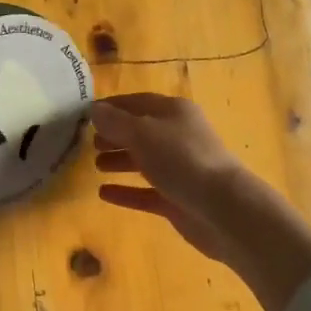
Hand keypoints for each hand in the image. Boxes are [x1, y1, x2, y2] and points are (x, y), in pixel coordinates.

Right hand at [92, 92, 310, 310]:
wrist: (223, 209)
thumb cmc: (181, 160)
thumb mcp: (142, 134)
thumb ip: (115, 122)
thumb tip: (94, 109)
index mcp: (173, 112)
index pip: (137, 102)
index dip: (112, 106)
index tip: (87, 114)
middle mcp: (177, 136)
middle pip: (141, 131)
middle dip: (115, 134)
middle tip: (89, 142)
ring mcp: (179, 169)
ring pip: (144, 161)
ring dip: (120, 161)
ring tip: (95, 165)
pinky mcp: (178, 199)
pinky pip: (146, 191)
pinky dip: (126, 191)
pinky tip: (103, 194)